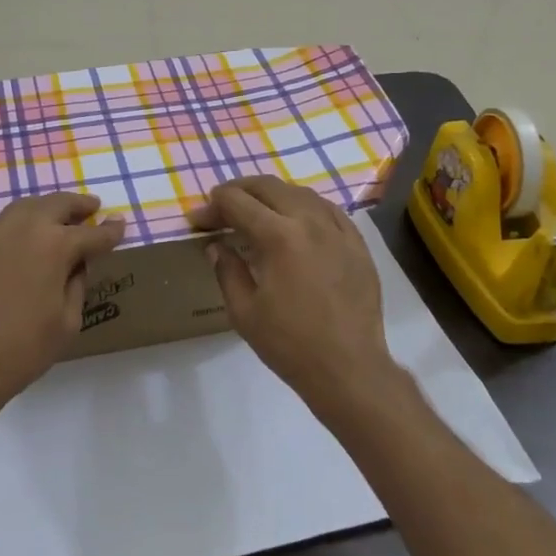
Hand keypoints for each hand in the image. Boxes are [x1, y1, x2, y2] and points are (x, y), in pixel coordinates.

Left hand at [0, 192, 125, 419]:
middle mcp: (23, 229)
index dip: (110, 231)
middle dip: (78, 205)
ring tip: (56, 217)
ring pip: (24, 208)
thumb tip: (76, 266)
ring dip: (45, 209)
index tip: (119, 225)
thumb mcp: (67, 323)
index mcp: (55, 246)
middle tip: (91, 207)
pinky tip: (20, 242)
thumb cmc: (22, 350)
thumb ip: (76, 285)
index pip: (92, 234)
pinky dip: (17, 227)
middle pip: (56, 204)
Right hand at [191, 176, 397, 420]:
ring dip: (272, 195)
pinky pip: (329, 210)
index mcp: (278, 236)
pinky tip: (297, 220)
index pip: (238, 203)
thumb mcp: (244, 311)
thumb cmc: (290, 344)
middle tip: (221, 205)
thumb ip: (227, 270)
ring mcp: (338, 230)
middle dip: (239, 190)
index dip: (213, 206)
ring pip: (301, 193)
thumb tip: (216, 246)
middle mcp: (310, 222)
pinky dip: (305, 207)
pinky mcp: (357, 244)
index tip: (198, 220)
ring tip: (256, 209)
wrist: (348, 368)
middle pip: (269, 187)